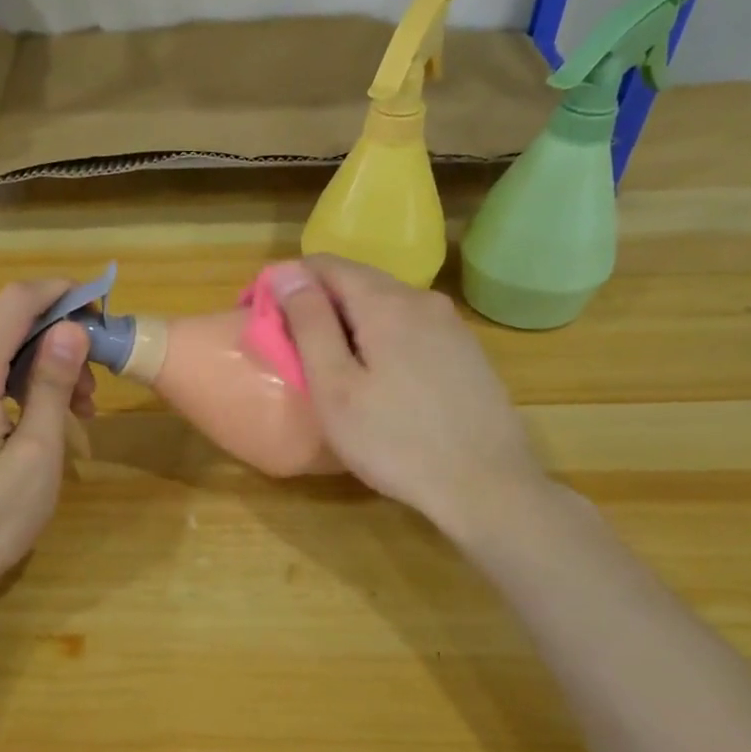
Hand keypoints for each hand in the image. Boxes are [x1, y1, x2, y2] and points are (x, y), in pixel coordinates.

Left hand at [0, 281, 95, 612]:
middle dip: (54, 341)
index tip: (96, 303)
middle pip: (3, 324)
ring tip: (75, 409)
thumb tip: (71, 328)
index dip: (57, 293)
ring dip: (37, 366)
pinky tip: (39, 414)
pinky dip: (13, 382)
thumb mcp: (38, 453)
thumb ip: (52, 384)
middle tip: (92, 387)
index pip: (12, 304)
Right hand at [268, 256, 551, 549]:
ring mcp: (451, 326)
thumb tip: (284, 273)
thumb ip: (308, 323)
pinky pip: (409, 328)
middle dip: (317, 304)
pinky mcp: (466, 353)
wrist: (487, 486)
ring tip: (329, 367)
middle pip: (357, 281)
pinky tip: (377, 380)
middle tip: (291, 349)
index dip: (288, 283)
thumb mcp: (335, 385)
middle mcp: (423, 300)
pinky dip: (380, 339)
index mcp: (386, 302)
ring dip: (349, 323)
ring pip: (385, 306)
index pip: (325, 265)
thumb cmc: (394, 440)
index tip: (263, 317)